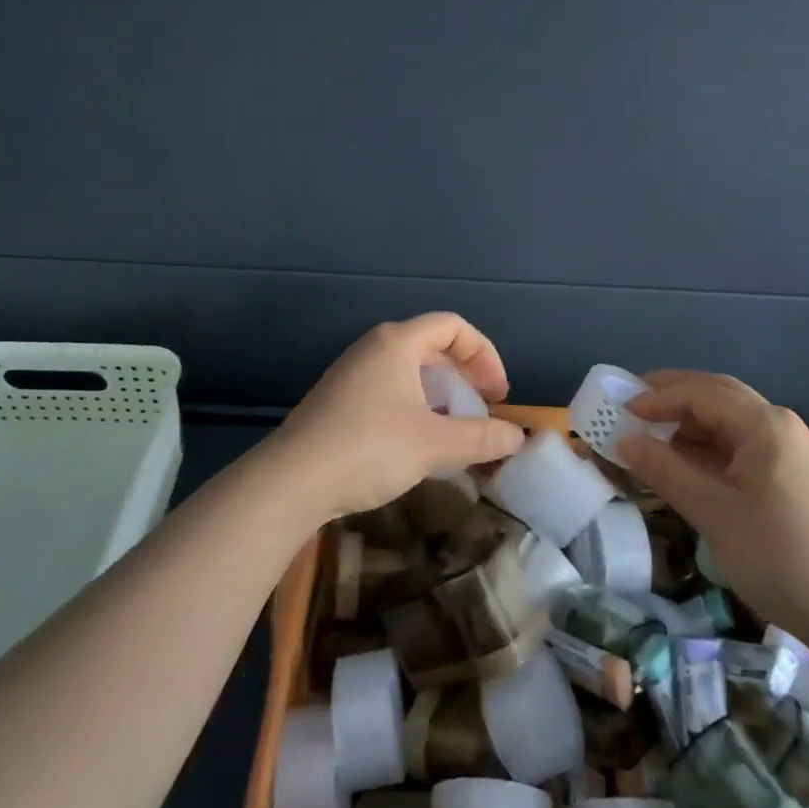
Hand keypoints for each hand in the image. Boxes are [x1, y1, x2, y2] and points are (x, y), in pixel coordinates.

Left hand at [271, 314, 526, 522]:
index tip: (498, 394)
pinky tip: (418, 442)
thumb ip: (480, 438)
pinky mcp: (338, 400)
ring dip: (440, 394)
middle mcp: (374, 347)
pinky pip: (389, 389)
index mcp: (398, 342)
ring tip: (455, 429)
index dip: (484, 354)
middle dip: (464, 375)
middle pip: (432, 345)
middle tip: (482, 409)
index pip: (453, 326)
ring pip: (409, 370)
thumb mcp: (434, 444)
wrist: (290, 481)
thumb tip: (518, 438)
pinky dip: (415, 406)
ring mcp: (352, 373)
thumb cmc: (368, 447)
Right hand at [616, 371, 808, 656]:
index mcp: (764, 424)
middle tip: (631, 406)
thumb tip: (623, 441)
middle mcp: (778, 425)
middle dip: (672, 396)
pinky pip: (739, 445)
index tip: (620, 410)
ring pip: (728, 420)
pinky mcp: (790, 477)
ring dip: (689, 423)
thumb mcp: (713, 512)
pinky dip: (707, 447)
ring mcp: (788, 451)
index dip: (656, 397)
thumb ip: (665, 470)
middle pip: (716, 395)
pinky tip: (685, 464)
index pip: (700, 392)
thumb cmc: (780, 557)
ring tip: (651, 435)